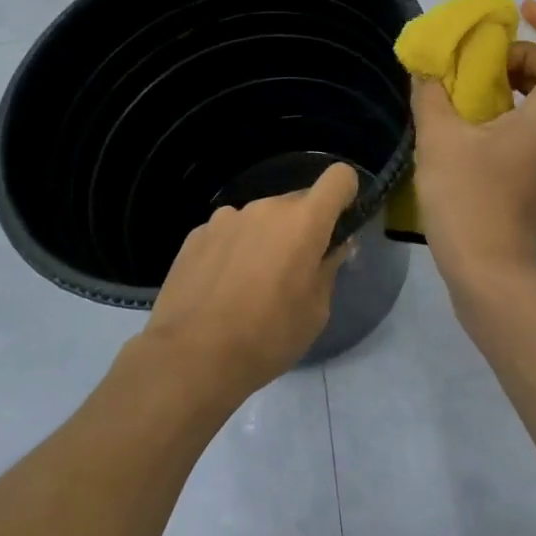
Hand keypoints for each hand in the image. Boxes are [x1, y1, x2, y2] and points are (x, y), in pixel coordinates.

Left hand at [141, 162, 359, 405]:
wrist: (190, 357)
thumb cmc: (267, 337)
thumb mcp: (316, 311)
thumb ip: (328, 269)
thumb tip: (332, 248)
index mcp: (303, 222)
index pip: (339, 178)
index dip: (345, 195)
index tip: (339, 225)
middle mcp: (265, 208)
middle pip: (297, 203)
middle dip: (302, 228)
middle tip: (294, 271)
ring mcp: (226, 217)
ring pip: (261, 218)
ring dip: (265, 238)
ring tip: (250, 285)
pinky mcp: (197, 234)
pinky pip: (229, 232)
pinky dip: (233, 249)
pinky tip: (221, 287)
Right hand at [411, 0, 535, 294]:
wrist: (490, 273)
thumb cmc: (469, 199)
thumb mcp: (440, 138)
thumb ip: (432, 94)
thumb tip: (427, 69)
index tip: (518, 10)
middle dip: (521, 54)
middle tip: (479, 57)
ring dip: (513, 83)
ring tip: (469, 86)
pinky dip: (511, 109)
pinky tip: (470, 122)